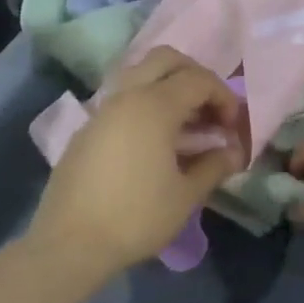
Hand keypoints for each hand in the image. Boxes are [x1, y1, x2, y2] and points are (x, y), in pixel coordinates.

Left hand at [27, 48, 245, 278]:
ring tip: (185, 123)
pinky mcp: (87, 128)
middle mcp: (126, 95)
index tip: (233, 127)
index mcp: (154, 105)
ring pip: (139, 74)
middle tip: (209, 107)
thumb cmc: (136, 217)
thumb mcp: (186, 195)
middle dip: (194, 75)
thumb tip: (233, 152)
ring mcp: (102, 109)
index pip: (198, 80)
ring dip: (167, 86)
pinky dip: (145, 103)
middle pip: (165, 59)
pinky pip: (122, 98)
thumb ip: (213, 166)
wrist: (70, 243)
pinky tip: (154, 140)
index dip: (224, 97)